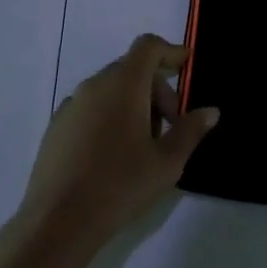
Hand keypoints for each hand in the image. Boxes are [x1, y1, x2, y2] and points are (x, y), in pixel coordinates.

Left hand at [15, 35, 218, 263]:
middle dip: (157, 90)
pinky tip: (113, 156)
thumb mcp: (167, 163)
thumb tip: (210, 111)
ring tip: (144, 147)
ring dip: (133, 105)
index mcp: (123, 84)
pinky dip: (109, 117)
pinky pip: (91, 108)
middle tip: (171, 127)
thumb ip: (190, 131)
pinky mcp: (56, 126)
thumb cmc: (120, 185)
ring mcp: (71, 105)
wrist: (58, 220)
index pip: (147, 47)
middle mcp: (94, 85)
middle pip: (131, 70)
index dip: (170, 51)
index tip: (187, 66)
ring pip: (110, 90)